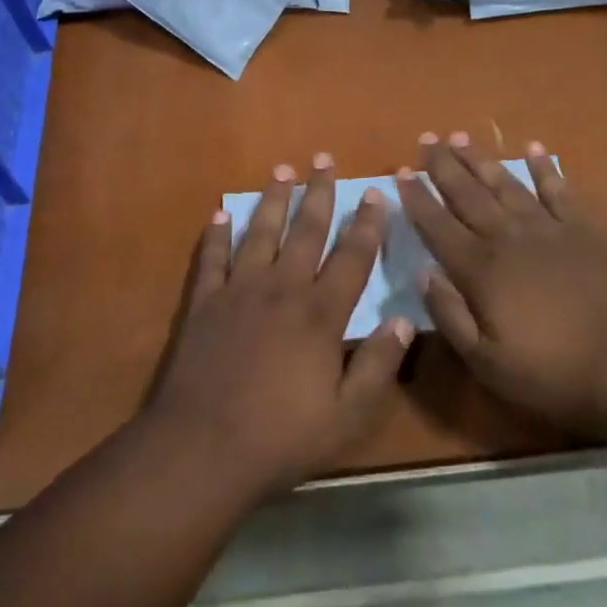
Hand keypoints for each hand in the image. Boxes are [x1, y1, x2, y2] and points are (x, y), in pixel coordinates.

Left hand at [148, 155, 414, 497]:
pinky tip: (220, 215)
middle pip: (305, 230)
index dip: (367, 224)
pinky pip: (212, 258)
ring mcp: (239, 290)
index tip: (375, 193)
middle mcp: (282, 288)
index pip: (351, 257)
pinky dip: (216, 235)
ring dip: (272, 200)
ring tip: (281, 171)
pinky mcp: (204, 302)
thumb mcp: (348, 415)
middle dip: (318, 193)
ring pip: (260, 232)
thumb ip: (379, 365)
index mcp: (320, 313)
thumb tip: (404, 320)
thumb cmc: (281, 436)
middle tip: (323, 159)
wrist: (203, 447)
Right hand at [394, 132, 606, 438]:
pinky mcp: (584, 231)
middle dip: (443, 165)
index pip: (437, 225)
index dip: (417, 198)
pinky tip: (534, 150)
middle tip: (426, 137)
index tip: (400, 173)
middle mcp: (508, 238)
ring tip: (461, 137)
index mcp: (481, 269)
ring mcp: (548, 229)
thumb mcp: (487, 363)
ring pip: (506, 184)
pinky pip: (559, 191)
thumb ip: (449, 316)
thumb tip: (422, 273)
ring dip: (481, 160)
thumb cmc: (553, 374)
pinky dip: (545, 169)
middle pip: (467, 194)